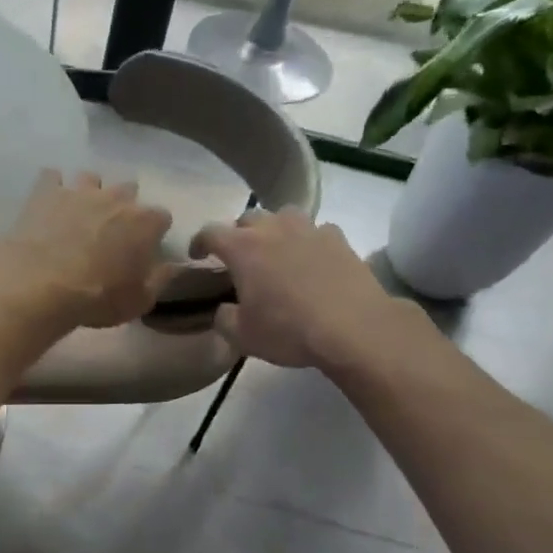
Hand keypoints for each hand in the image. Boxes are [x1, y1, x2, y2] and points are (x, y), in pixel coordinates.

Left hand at [0, 170, 175, 329]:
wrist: (41, 287)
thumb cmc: (97, 298)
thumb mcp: (139, 302)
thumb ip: (160, 279)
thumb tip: (174, 265)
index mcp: (144, 222)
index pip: (161, 217)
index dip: (154, 231)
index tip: (145, 246)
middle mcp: (115, 198)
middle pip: (128, 189)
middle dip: (124, 206)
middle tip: (111, 230)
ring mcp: (79, 191)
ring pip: (91, 178)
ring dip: (90, 193)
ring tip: (79, 214)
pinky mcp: (46, 192)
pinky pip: (52, 177)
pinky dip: (52, 187)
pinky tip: (49, 203)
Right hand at [190, 208, 415, 372]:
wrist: (354, 328)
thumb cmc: (289, 331)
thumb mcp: (243, 336)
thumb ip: (224, 319)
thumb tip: (223, 309)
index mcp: (243, 248)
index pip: (210, 232)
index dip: (200, 242)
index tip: (198, 255)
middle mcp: (274, 229)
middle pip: (248, 218)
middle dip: (239, 233)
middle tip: (240, 256)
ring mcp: (309, 229)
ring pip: (285, 216)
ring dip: (275, 229)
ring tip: (277, 250)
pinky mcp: (339, 239)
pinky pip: (317, 231)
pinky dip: (309, 241)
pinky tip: (313, 260)